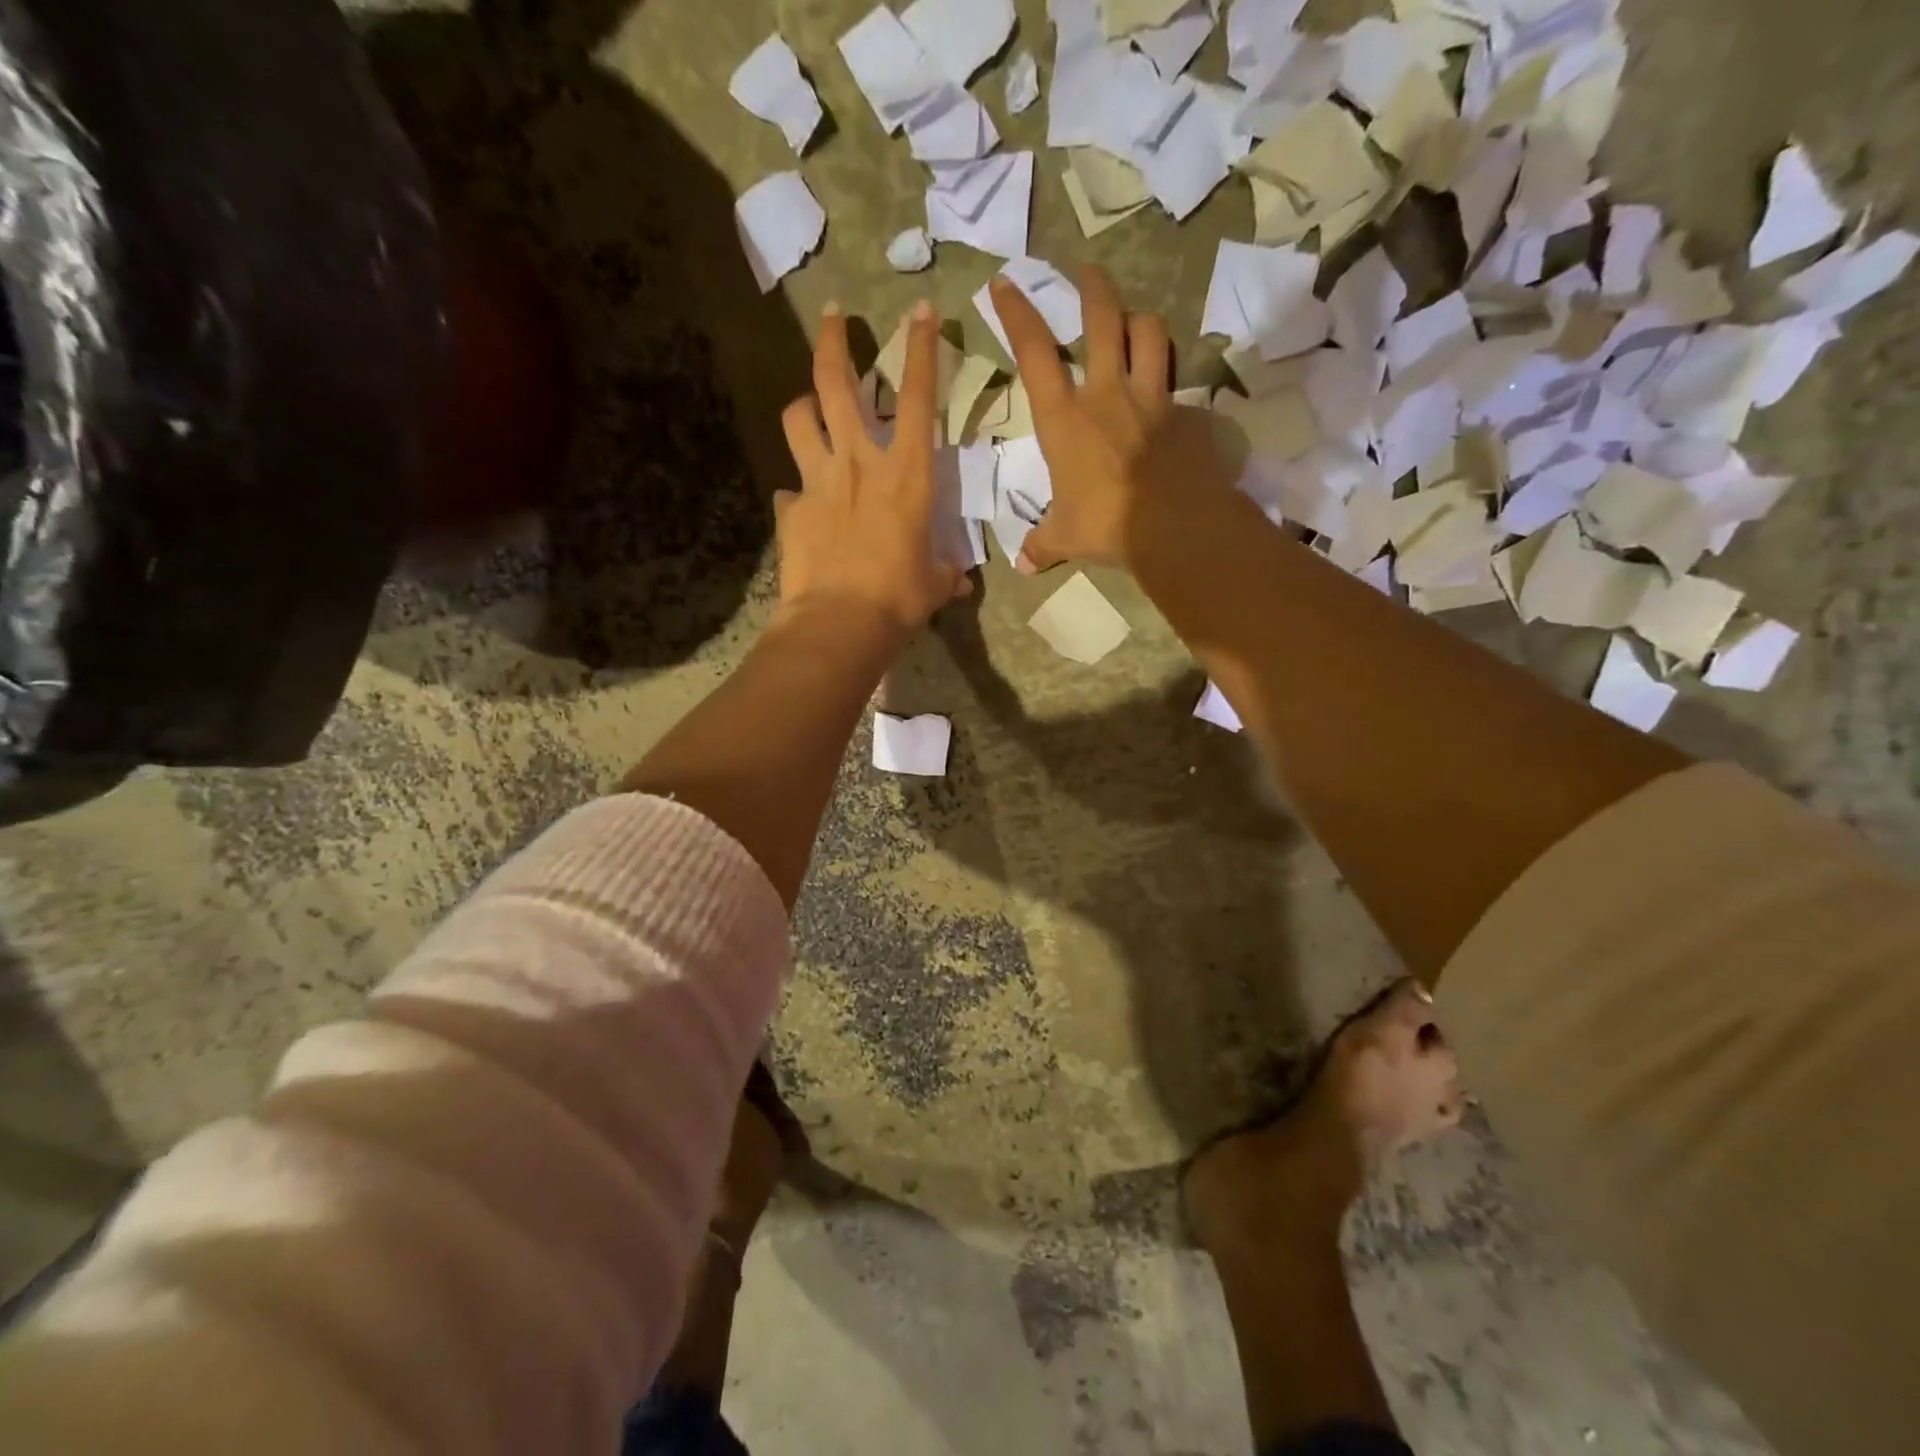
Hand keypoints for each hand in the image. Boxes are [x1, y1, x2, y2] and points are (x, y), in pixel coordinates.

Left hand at [777, 301, 968, 634]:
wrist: (840, 622)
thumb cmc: (900, 599)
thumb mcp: (934, 583)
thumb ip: (946, 573)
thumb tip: (958, 581)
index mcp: (907, 474)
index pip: (919, 398)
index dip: (921, 349)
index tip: (921, 310)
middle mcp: (859, 462)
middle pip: (837, 382)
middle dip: (835, 340)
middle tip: (835, 315)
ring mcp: (818, 481)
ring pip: (799, 418)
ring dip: (804, 404)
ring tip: (809, 407)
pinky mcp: (791, 509)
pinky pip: (789, 489)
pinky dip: (796, 491)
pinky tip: (801, 505)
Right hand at [990, 265, 1230, 573]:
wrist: (1172, 525)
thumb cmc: (1105, 524)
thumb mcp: (1065, 537)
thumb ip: (1043, 544)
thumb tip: (1023, 566)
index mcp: (1065, 419)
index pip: (1034, 353)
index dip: (1017, 314)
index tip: (1004, 284)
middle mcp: (1107, 394)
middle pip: (1102, 320)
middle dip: (1091, 288)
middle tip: (1086, 271)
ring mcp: (1151, 399)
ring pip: (1149, 334)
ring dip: (1139, 319)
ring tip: (1133, 319)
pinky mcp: (1186, 414)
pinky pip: (1179, 386)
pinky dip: (1172, 383)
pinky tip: (1170, 398)